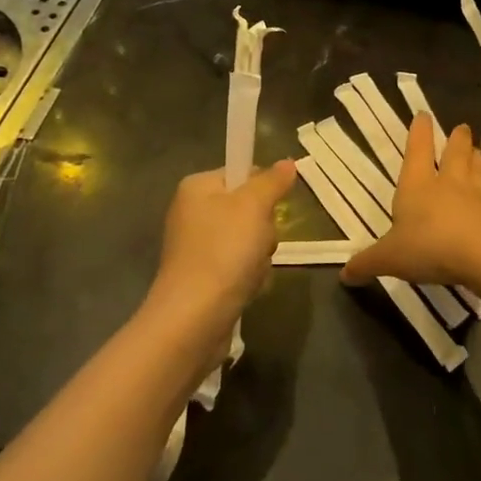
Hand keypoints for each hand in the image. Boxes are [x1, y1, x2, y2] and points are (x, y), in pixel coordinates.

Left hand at [140, 161, 296, 356]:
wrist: (194, 317)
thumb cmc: (224, 251)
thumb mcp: (254, 207)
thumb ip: (272, 181)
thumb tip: (287, 162)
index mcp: (197, 187)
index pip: (241, 173)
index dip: (263, 190)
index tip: (271, 209)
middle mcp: (192, 212)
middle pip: (248, 209)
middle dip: (264, 230)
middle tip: (260, 244)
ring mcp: (196, 247)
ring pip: (248, 241)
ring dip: (260, 258)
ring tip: (252, 272)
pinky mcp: (203, 277)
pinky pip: (239, 267)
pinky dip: (249, 277)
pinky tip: (246, 289)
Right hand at [343, 114, 480, 288]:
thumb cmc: (429, 246)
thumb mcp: (390, 258)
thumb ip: (367, 263)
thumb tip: (344, 275)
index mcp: (417, 184)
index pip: (417, 149)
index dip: (419, 131)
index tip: (423, 115)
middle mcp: (448, 182)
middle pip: (455, 152)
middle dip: (457, 139)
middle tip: (461, 128)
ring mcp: (477, 195)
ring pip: (478, 167)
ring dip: (477, 157)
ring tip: (477, 151)